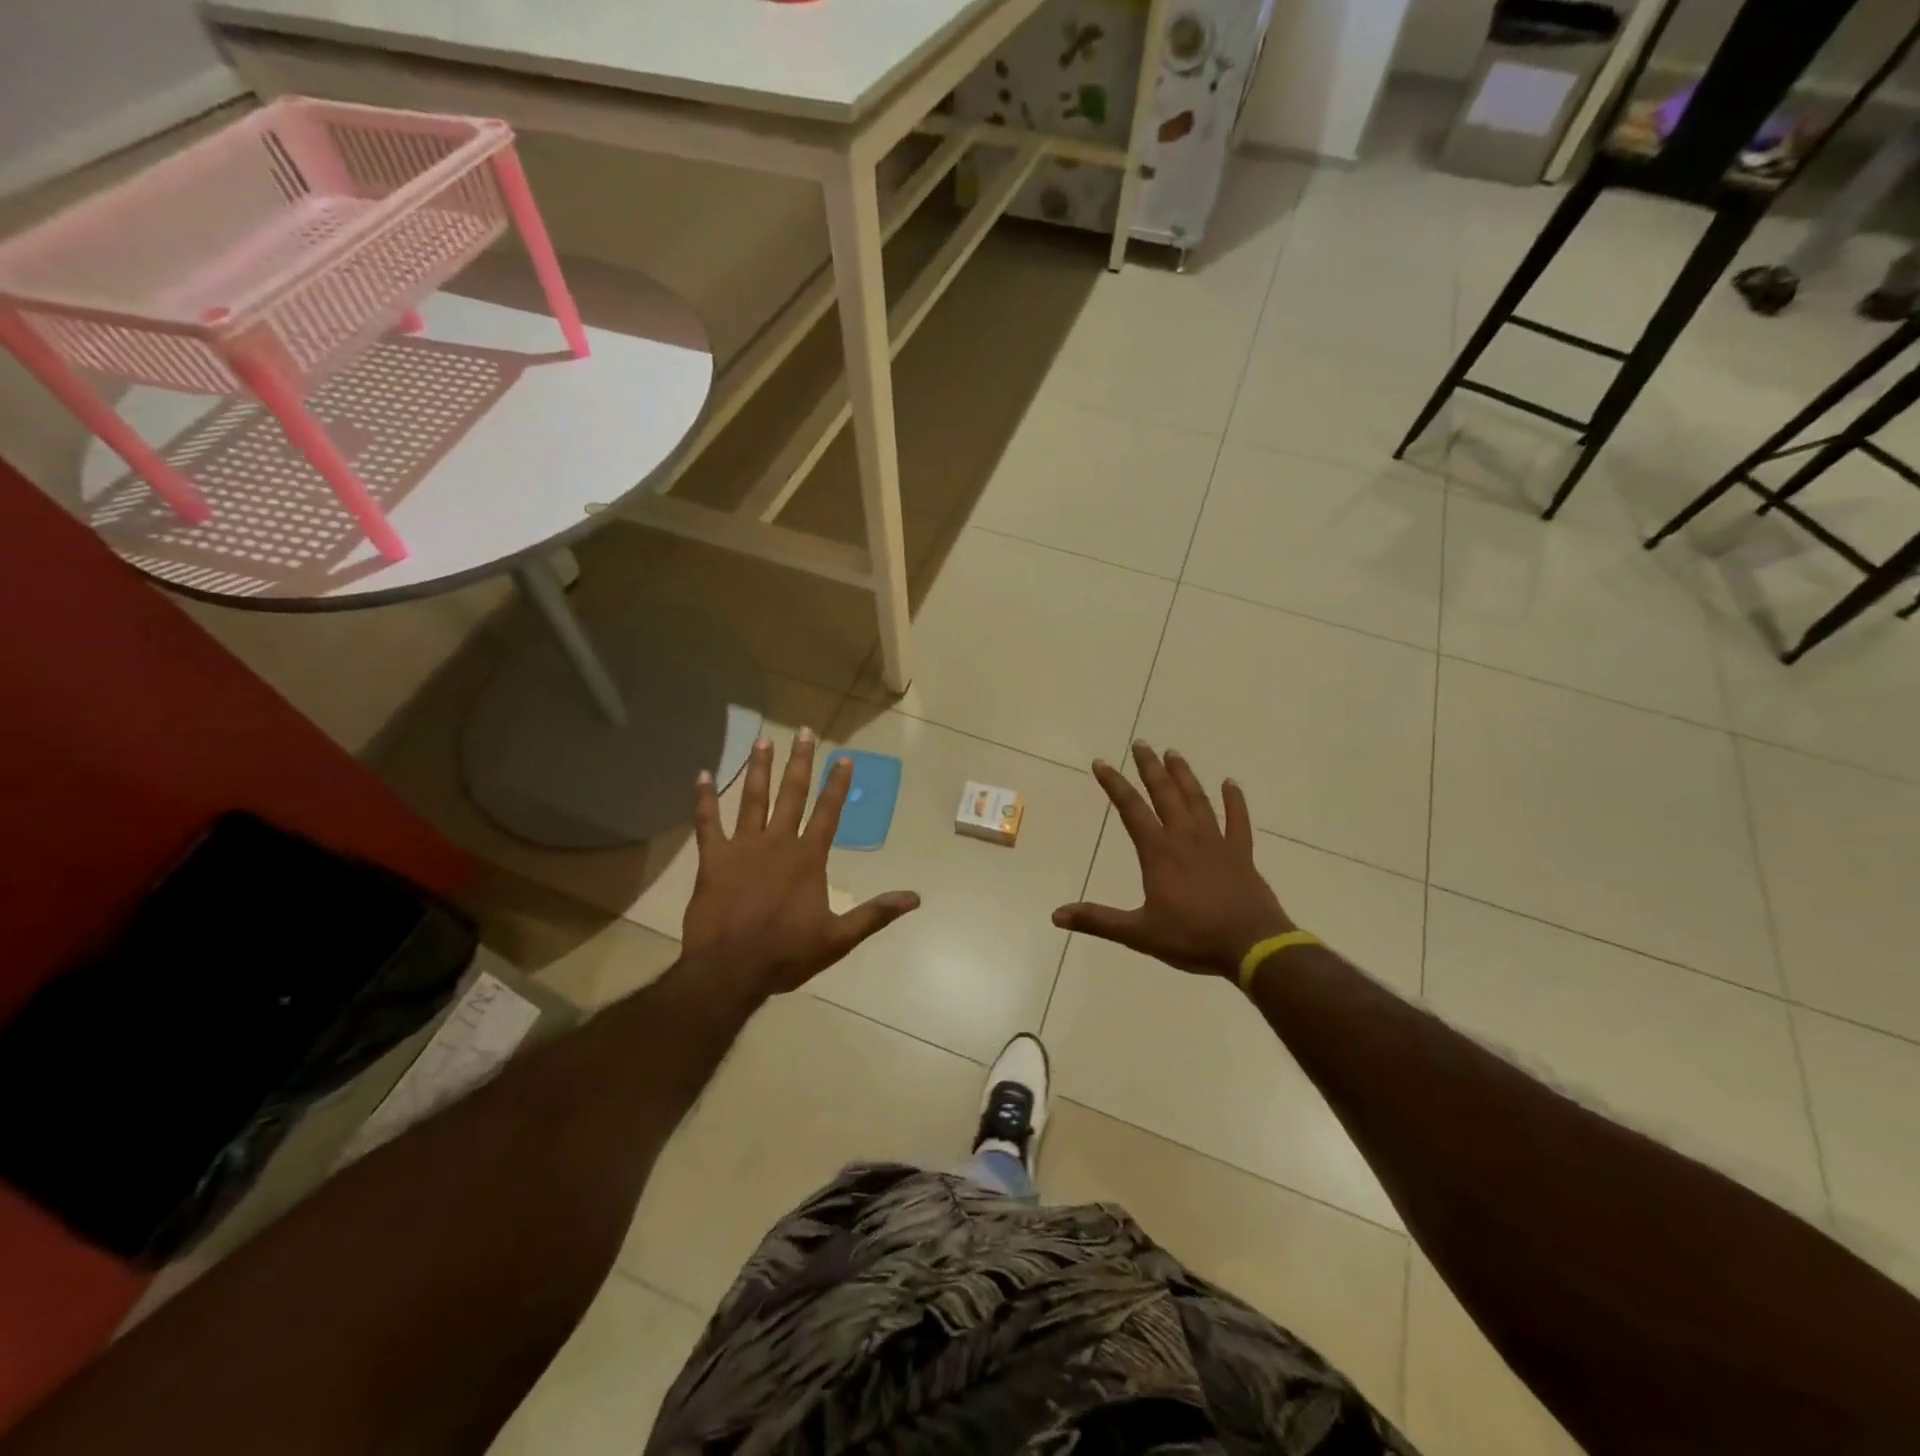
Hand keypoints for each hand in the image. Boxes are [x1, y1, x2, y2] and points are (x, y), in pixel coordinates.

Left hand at [682, 732, 919, 996]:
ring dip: (759, 769)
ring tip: (762, 740)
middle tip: (804, 731)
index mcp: (808, 859)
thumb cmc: (786, 954)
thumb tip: (915, 898)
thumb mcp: (839, 938)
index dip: (837, 785)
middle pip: (791, 795)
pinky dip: (704, 798)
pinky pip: (707, 822)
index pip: (828, 813)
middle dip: (800, 762)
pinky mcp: (713, 858)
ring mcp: (743, 847)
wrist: (730, 970)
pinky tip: (701, 775)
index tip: (844, 758)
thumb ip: (875, 913)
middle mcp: (778, 843)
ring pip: (752, 799)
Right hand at [1054, 742, 1292, 979]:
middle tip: (1141, 743)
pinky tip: (1230, 783)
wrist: (1253, 947)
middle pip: (1165, 794)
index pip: (1131, 809)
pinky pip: (1238, 820)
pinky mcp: (1241, 854)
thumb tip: (1056, 915)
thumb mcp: (1139, 933)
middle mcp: (1186, 838)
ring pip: (1198, 799)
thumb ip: (1098, 921)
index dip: (1114, 784)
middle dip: (1150, 768)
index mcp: (1159, 853)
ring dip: (1184, 775)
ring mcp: (1217, 843)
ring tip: (1173, 753)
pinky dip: (1234, 800)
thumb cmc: (1193, 938)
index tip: (1100, 763)